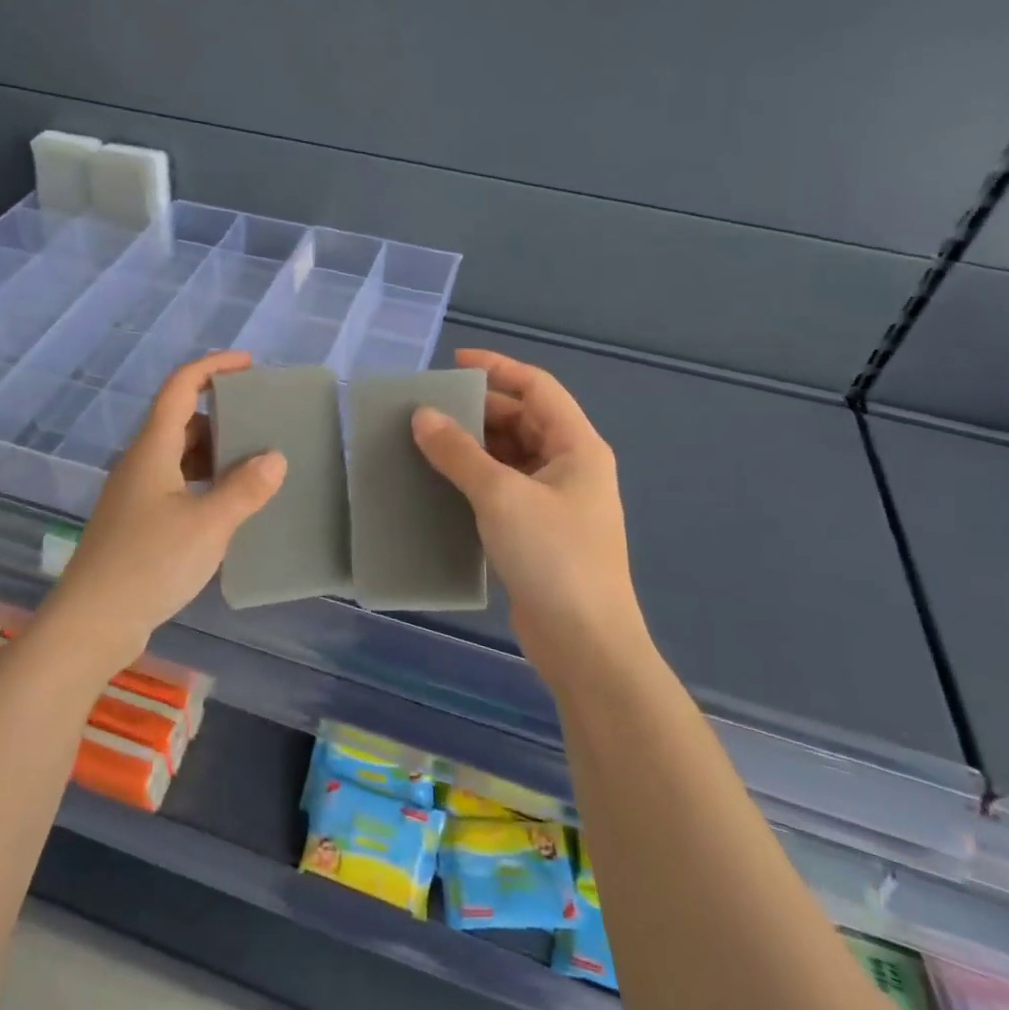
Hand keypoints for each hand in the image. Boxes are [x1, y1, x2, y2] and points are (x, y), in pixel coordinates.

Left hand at [38, 352, 286, 673]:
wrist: (93, 622)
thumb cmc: (149, 563)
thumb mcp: (208, 525)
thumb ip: (245, 489)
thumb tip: (275, 458)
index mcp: (153, 449)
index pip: (180, 388)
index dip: (212, 367)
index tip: (248, 364)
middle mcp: (141, 463)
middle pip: (181, 421)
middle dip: (220, 413)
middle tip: (261, 421)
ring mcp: (136, 495)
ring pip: (179, 456)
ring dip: (214, 452)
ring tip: (254, 462)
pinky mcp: (137, 523)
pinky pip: (176, 486)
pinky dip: (204, 483)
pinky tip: (228, 505)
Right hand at [411, 348, 650, 686]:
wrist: (586, 645)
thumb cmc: (553, 557)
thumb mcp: (501, 496)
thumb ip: (459, 452)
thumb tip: (422, 416)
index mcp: (577, 446)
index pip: (537, 387)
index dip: (497, 368)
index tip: (453, 363)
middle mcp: (570, 467)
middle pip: (522, 420)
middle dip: (477, 411)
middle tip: (427, 410)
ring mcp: (556, 502)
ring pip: (510, 456)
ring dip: (472, 447)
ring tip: (425, 443)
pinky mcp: (538, 533)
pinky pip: (503, 489)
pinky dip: (474, 480)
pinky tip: (441, 485)